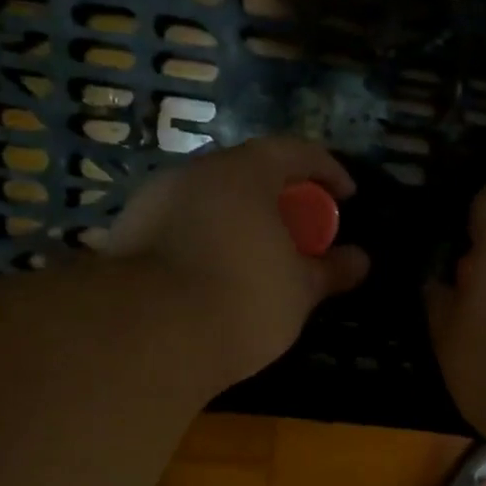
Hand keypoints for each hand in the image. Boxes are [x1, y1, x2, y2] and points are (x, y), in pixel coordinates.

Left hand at [103, 137, 369, 389]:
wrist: (148, 335)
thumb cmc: (242, 300)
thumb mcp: (299, 290)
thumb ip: (329, 270)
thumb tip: (360, 260)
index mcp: (245, 172)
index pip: (295, 151)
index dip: (327, 170)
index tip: (346, 196)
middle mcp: (195, 173)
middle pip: (246, 173)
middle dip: (277, 198)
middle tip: (298, 231)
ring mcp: (153, 201)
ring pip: (208, 200)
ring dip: (237, 220)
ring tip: (255, 258)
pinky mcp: (126, 235)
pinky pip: (180, 227)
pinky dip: (204, 241)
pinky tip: (211, 277)